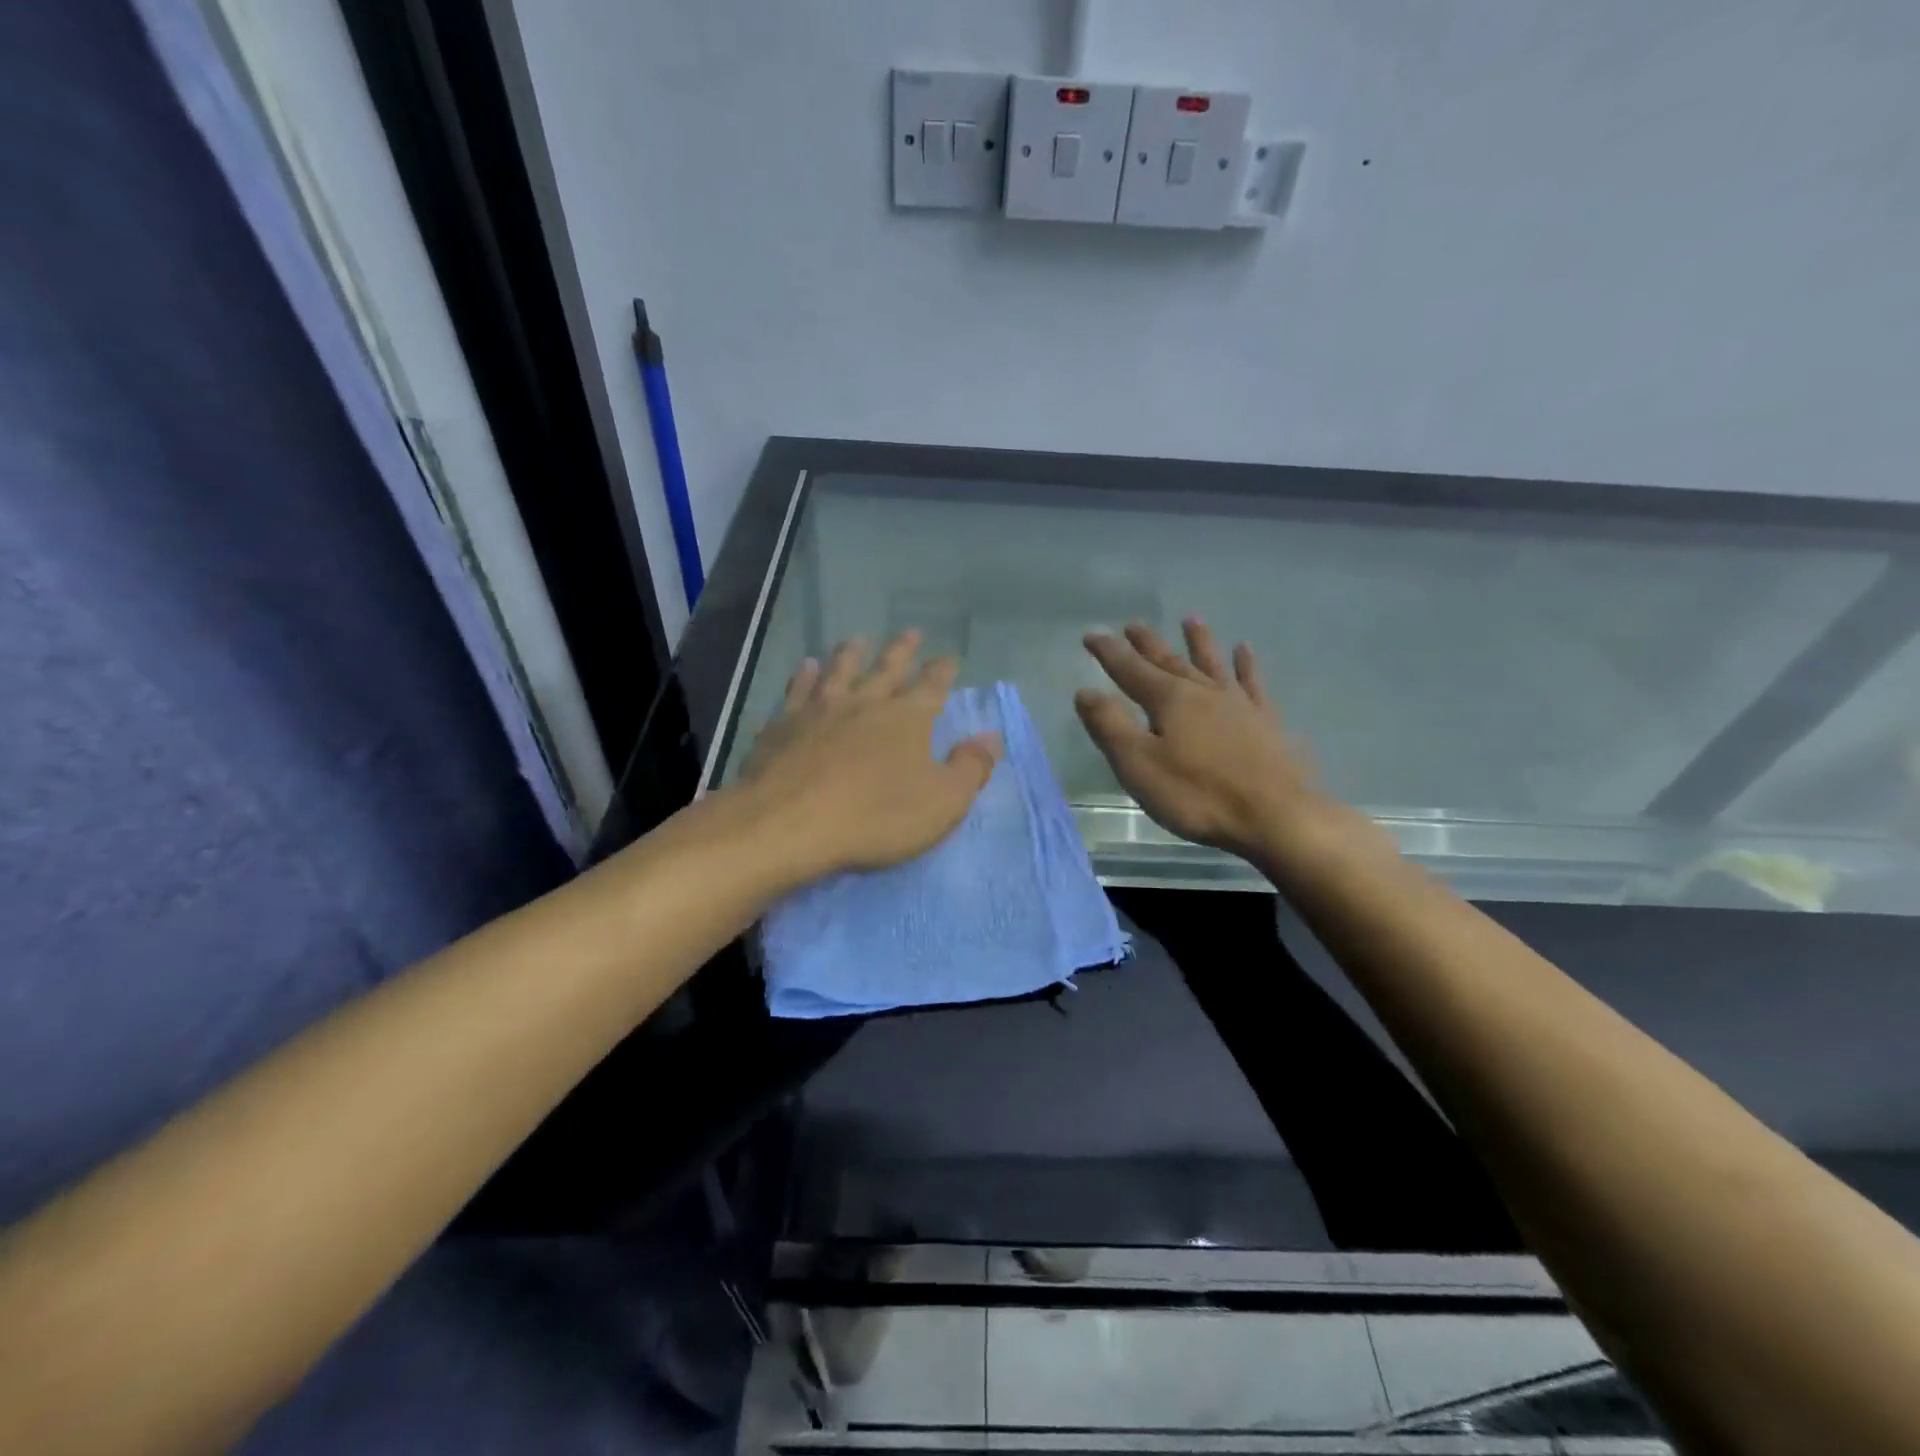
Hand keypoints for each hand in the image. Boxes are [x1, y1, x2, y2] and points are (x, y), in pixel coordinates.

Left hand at [733, 631, 1000, 887]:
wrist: (791, 823)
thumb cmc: (876, 816)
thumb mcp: (942, 802)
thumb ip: (971, 768)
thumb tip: (992, 738)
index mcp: (907, 718)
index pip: (932, 686)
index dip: (943, 671)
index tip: (949, 657)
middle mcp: (865, 702)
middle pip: (887, 668)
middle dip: (902, 650)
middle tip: (910, 632)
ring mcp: (820, 709)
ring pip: (840, 670)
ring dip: (851, 654)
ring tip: (857, 639)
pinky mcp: (783, 724)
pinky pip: (797, 690)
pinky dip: (804, 676)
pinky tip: (806, 667)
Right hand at [1076, 619, 1321, 862]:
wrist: (1274, 815)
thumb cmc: (1197, 794)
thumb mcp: (1139, 764)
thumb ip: (1110, 726)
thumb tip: (1085, 691)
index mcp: (1169, 700)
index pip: (1130, 669)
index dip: (1109, 652)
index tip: (1092, 634)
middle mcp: (1203, 692)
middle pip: (1170, 661)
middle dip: (1148, 644)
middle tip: (1133, 624)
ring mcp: (1238, 704)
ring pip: (1212, 664)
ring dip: (1199, 641)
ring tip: (1191, 619)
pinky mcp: (1265, 722)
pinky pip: (1253, 683)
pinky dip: (1246, 665)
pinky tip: (1244, 651)